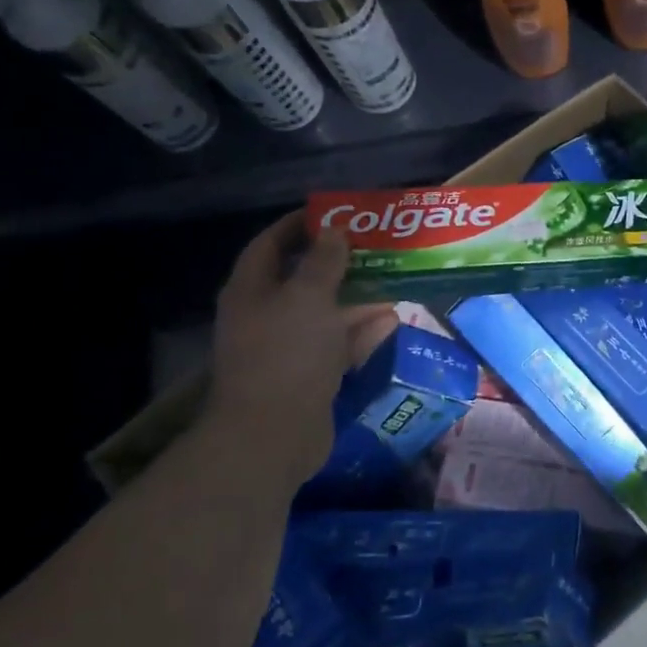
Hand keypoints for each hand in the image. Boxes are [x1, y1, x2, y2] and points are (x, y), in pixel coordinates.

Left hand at [201, 213, 396, 470]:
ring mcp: (288, 349)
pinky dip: (361, 333)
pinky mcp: (309, 377)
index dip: (299, 225)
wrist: (274, 434)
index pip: (270, 244)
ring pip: (325, 314)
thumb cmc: (287, 354)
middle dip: (339, 264)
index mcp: (252, 290)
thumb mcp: (308, 297)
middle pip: (302, 279)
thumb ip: (323, 261)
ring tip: (393, 282)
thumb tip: (334, 232)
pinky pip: (338, 346)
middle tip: (376, 248)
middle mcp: (266, 316)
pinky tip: (391, 322)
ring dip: (357, 300)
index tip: (334, 213)